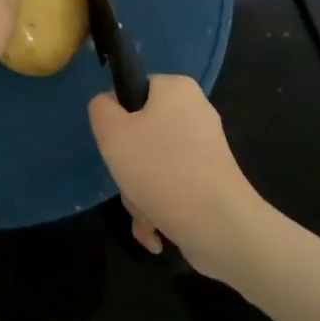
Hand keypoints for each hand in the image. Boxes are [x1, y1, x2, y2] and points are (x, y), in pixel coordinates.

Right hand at [89, 75, 268, 279]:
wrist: (218, 225)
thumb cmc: (159, 168)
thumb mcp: (112, 132)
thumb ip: (101, 109)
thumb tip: (110, 106)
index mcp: (177, 89)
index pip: (134, 90)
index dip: (118, 117)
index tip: (115, 143)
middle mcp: (196, 112)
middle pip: (143, 132)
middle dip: (129, 165)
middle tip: (129, 181)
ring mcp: (207, 148)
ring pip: (155, 164)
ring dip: (140, 191)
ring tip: (145, 213)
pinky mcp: (213, 179)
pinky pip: (174, 185)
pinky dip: (160, 206)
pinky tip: (156, 232)